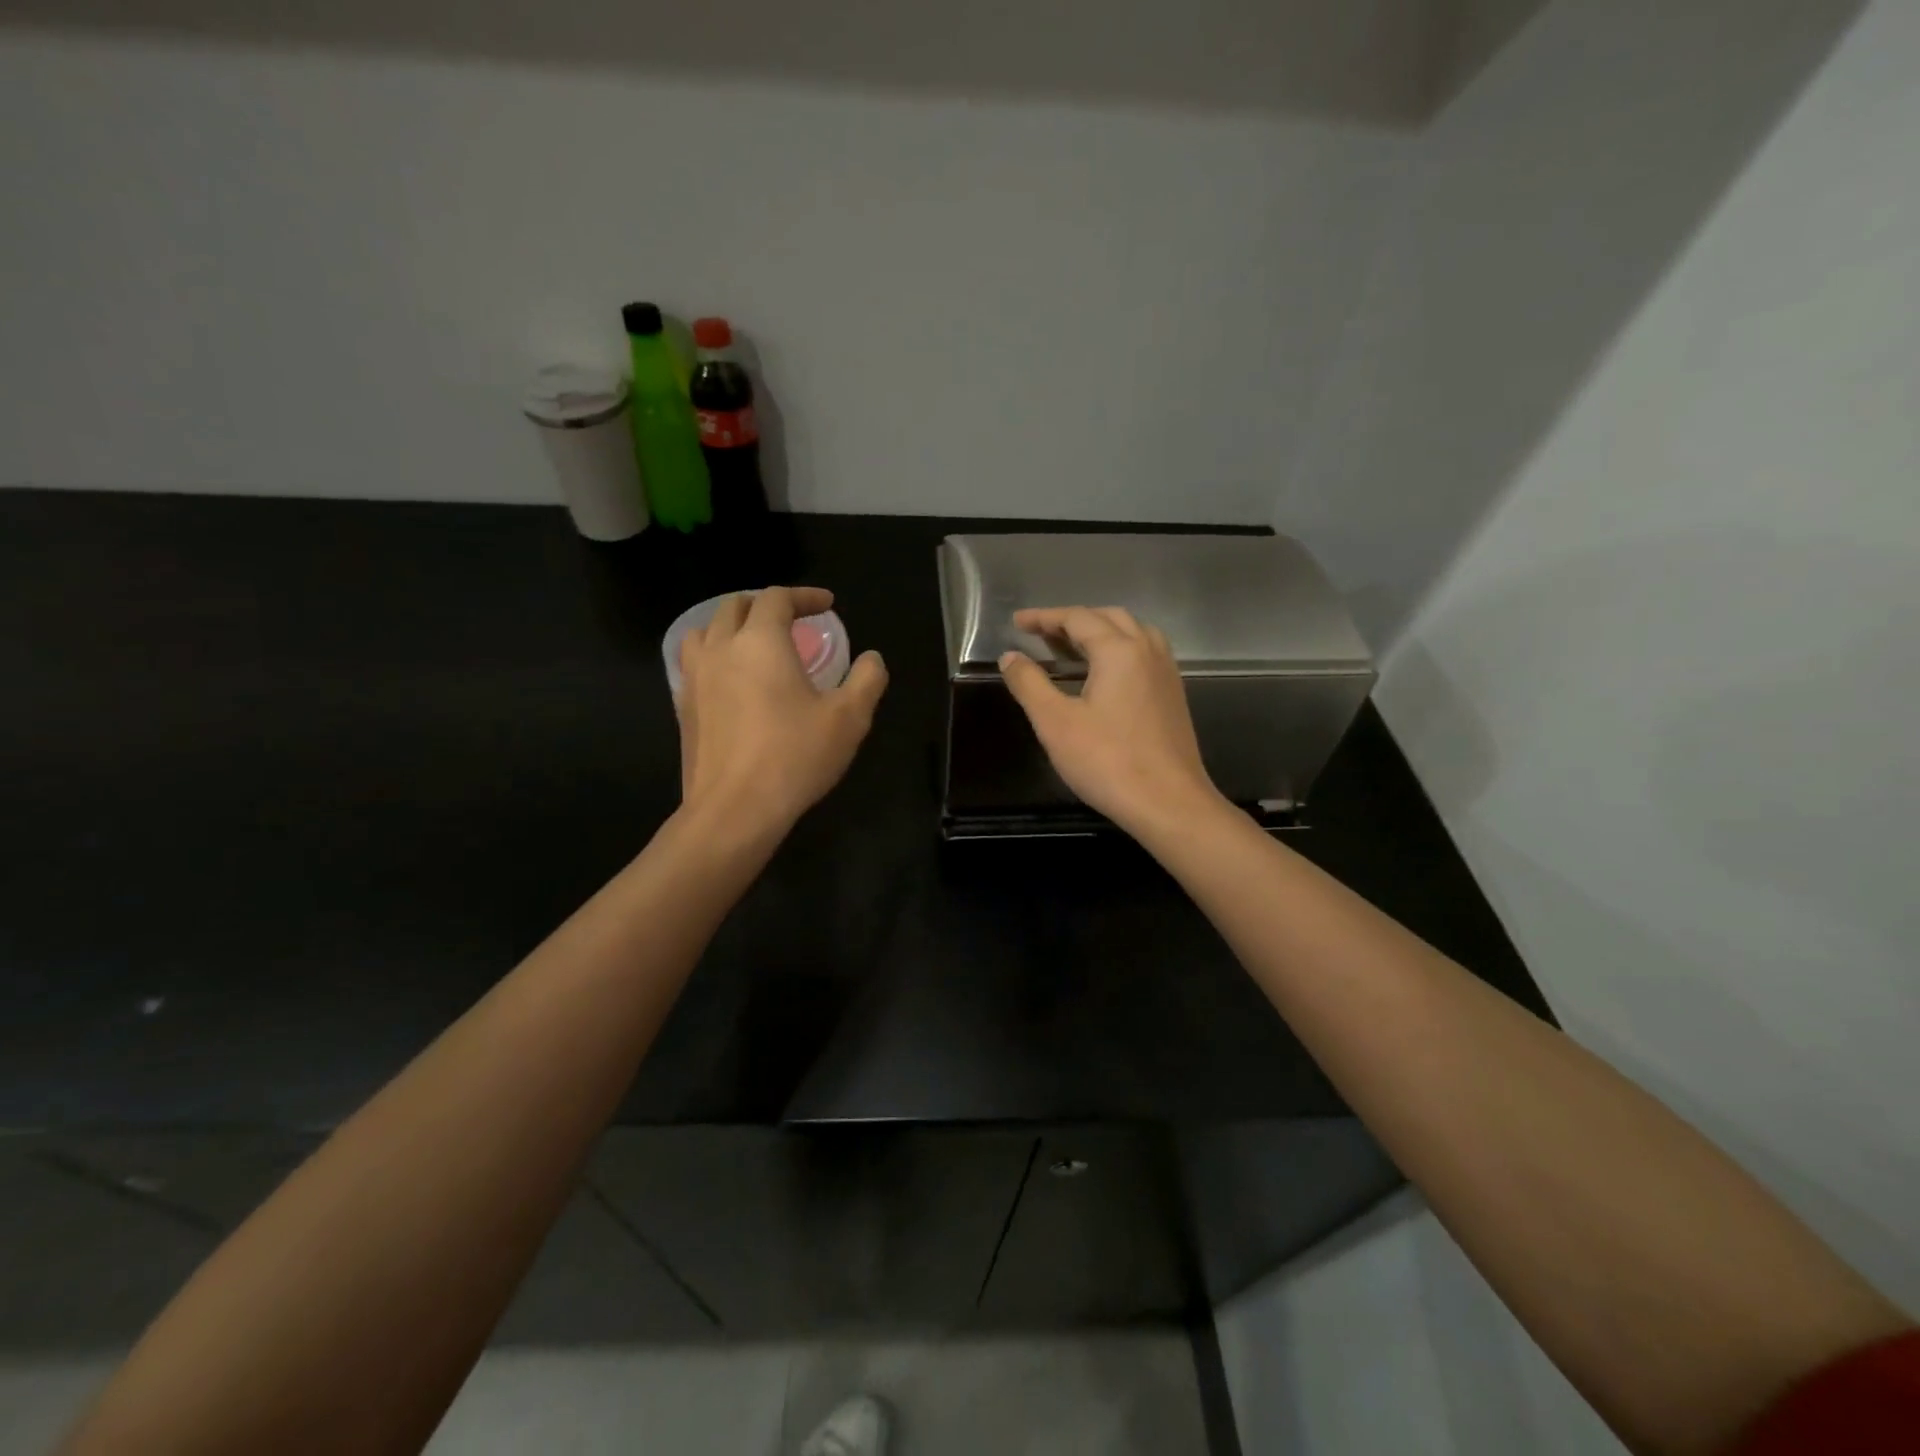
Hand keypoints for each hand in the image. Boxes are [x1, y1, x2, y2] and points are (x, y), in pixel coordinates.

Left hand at [676, 587, 887, 835]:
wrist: (734, 810)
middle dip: (766, 604)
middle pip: (735, 605)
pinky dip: (715, 656)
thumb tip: (872, 659)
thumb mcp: (849, 718)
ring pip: (705, 630)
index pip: (776, 598)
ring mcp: (694, 678)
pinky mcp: (682, 707)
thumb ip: (867, 679)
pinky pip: (694, 663)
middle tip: (793, 620)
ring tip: (754, 643)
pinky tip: (732, 681)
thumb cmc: (794, 757)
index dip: (804, 596)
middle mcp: (721, 649)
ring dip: (732, 626)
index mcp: (760, 642)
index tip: (827, 605)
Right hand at [998, 606, 1222, 836]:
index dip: (1044, 617)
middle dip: (1072, 620)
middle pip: (1108, 618)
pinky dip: (1119, 650)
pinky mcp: (1173, 696)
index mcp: (1119, 650)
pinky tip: (1104, 675)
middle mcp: (1147, 651)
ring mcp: (1166, 673)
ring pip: (1132, 633)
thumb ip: (1029, 683)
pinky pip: (1144, 654)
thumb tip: (1010, 656)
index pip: (1077, 618)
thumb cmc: (1107, 762)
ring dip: (1100, 632)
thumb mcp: (1055, 722)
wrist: (1168, 803)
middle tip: (1041, 633)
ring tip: (1071, 648)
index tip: (1017, 622)